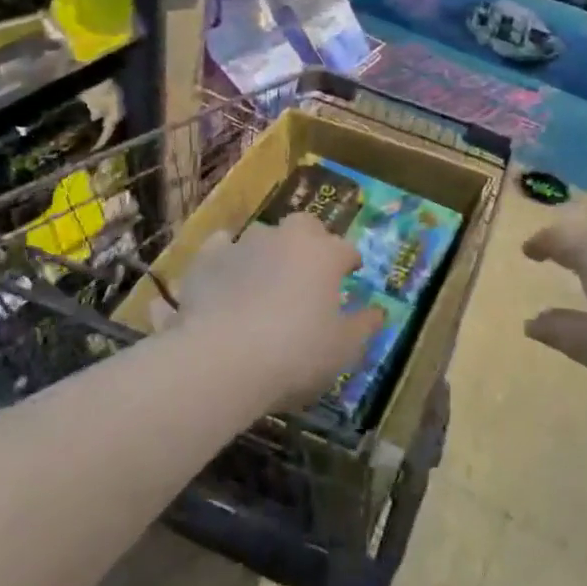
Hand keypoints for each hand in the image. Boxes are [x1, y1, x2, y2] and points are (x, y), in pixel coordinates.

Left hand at [172, 215, 383, 409]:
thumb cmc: (295, 354)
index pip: (346, 249)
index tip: (351, 274)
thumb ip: (364, 327)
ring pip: (264, 235)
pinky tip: (226, 276)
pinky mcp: (208, 258)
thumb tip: (378, 313)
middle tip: (310, 269)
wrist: (222, 360)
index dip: (350, 262)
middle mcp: (287, 238)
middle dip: (311, 241)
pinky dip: (227, 257)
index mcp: (325, 255)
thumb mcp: (343, 350)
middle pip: (306, 226)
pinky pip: (221, 247)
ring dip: (269, 251)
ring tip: (266, 279)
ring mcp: (245, 243)